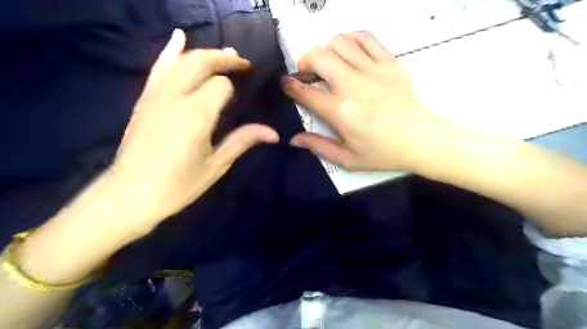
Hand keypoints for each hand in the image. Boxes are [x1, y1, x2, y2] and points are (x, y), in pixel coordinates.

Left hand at [111, 29, 278, 223]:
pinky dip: (171, 50)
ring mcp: (155, 95)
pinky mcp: (144, 98)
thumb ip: (243, 141)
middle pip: (202, 62)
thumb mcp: (216, 165)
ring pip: (182, 60)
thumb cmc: (178, 185)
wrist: (131, 194)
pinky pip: (159, 67)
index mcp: (196, 116)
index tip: (240, 100)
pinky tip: (180, 37)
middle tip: (243, 64)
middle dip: (225, 59)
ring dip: (206, 54)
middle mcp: (175, 97)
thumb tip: (273, 133)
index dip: (233, 89)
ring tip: (226, 55)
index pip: (221, 85)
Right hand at [282, 31, 455, 171]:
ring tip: (329, 64)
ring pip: (339, 41)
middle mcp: (352, 86)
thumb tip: (294, 139)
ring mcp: (372, 70)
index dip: (290, 86)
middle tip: (309, 74)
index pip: (305, 92)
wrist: (422, 140)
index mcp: (340, 112)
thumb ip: (318, 147)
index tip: (287, 84)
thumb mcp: (347, 159)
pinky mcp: (389, 62)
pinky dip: (351, 40)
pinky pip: (365, 37)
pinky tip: (350, 54)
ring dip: (327, 50)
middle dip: (305, 62)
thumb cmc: (384, 152)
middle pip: (318, 56)